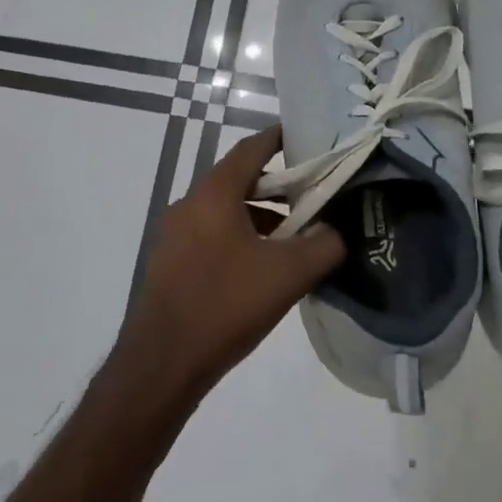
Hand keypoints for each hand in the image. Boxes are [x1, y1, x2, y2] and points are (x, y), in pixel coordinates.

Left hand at [119, 127, 346, 401]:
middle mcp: (189, 204)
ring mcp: (173, 234)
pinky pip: (210, 235)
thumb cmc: (226, 305)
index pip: (250, 149)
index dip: (279, 139)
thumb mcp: (288, 275)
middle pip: (238, 180)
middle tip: (311, 196)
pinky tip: (259, 268)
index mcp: (214, 194)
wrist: (162, 363)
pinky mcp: (169, 263)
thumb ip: (324, 245)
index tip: (306, 139)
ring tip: (291, 238)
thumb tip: (338, 231)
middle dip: (276, 185)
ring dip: (258, 216)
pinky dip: (238, 237)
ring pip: (224, 211)